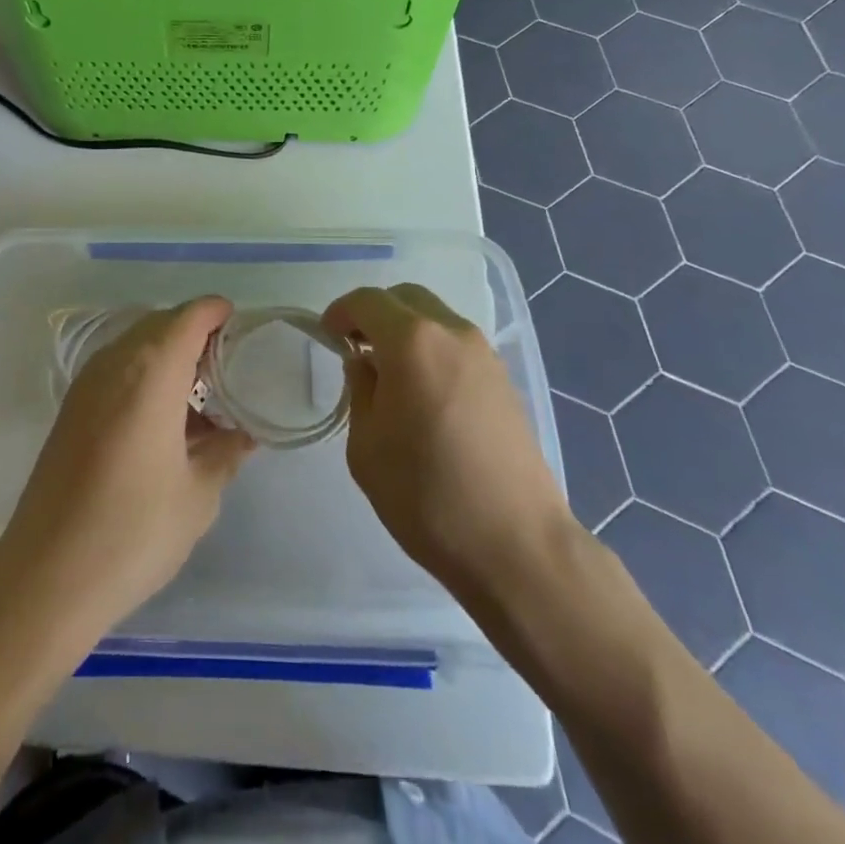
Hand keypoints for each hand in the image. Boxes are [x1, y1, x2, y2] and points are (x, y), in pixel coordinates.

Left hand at [0, 296, 254, 639]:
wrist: (47, 575)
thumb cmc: (134, 530)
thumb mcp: (198, 495)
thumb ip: (226, 452)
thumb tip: (245, 433)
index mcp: (151, 371)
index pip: (190, 316)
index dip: (219, 313)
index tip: (245, 331)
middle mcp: (115, 362)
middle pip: (162, 324)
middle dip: (197, 334)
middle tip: (230, 367)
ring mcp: (87, 383)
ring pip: (137, 345)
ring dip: (169, 355)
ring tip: (202, 395)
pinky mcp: (72, 407)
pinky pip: (118, 369)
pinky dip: (146, 375)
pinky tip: (165, 418)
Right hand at [322, 284, 573, 599]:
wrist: (516, 545)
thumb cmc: (427, 495)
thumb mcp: (366, 446)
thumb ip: (360, 391)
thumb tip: (366, 365)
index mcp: (413, 342)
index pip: (367, 301)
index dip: (340, 312)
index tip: (328, 337)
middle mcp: (452, 333)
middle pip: (405, 299)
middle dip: (375, 314)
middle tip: (356, 349)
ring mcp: (485, 355)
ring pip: (434, 319)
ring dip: (406, 331)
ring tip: (389, 375)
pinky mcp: (504, 380)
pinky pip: (456, 345)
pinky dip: (431, 350)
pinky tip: (423, 393)